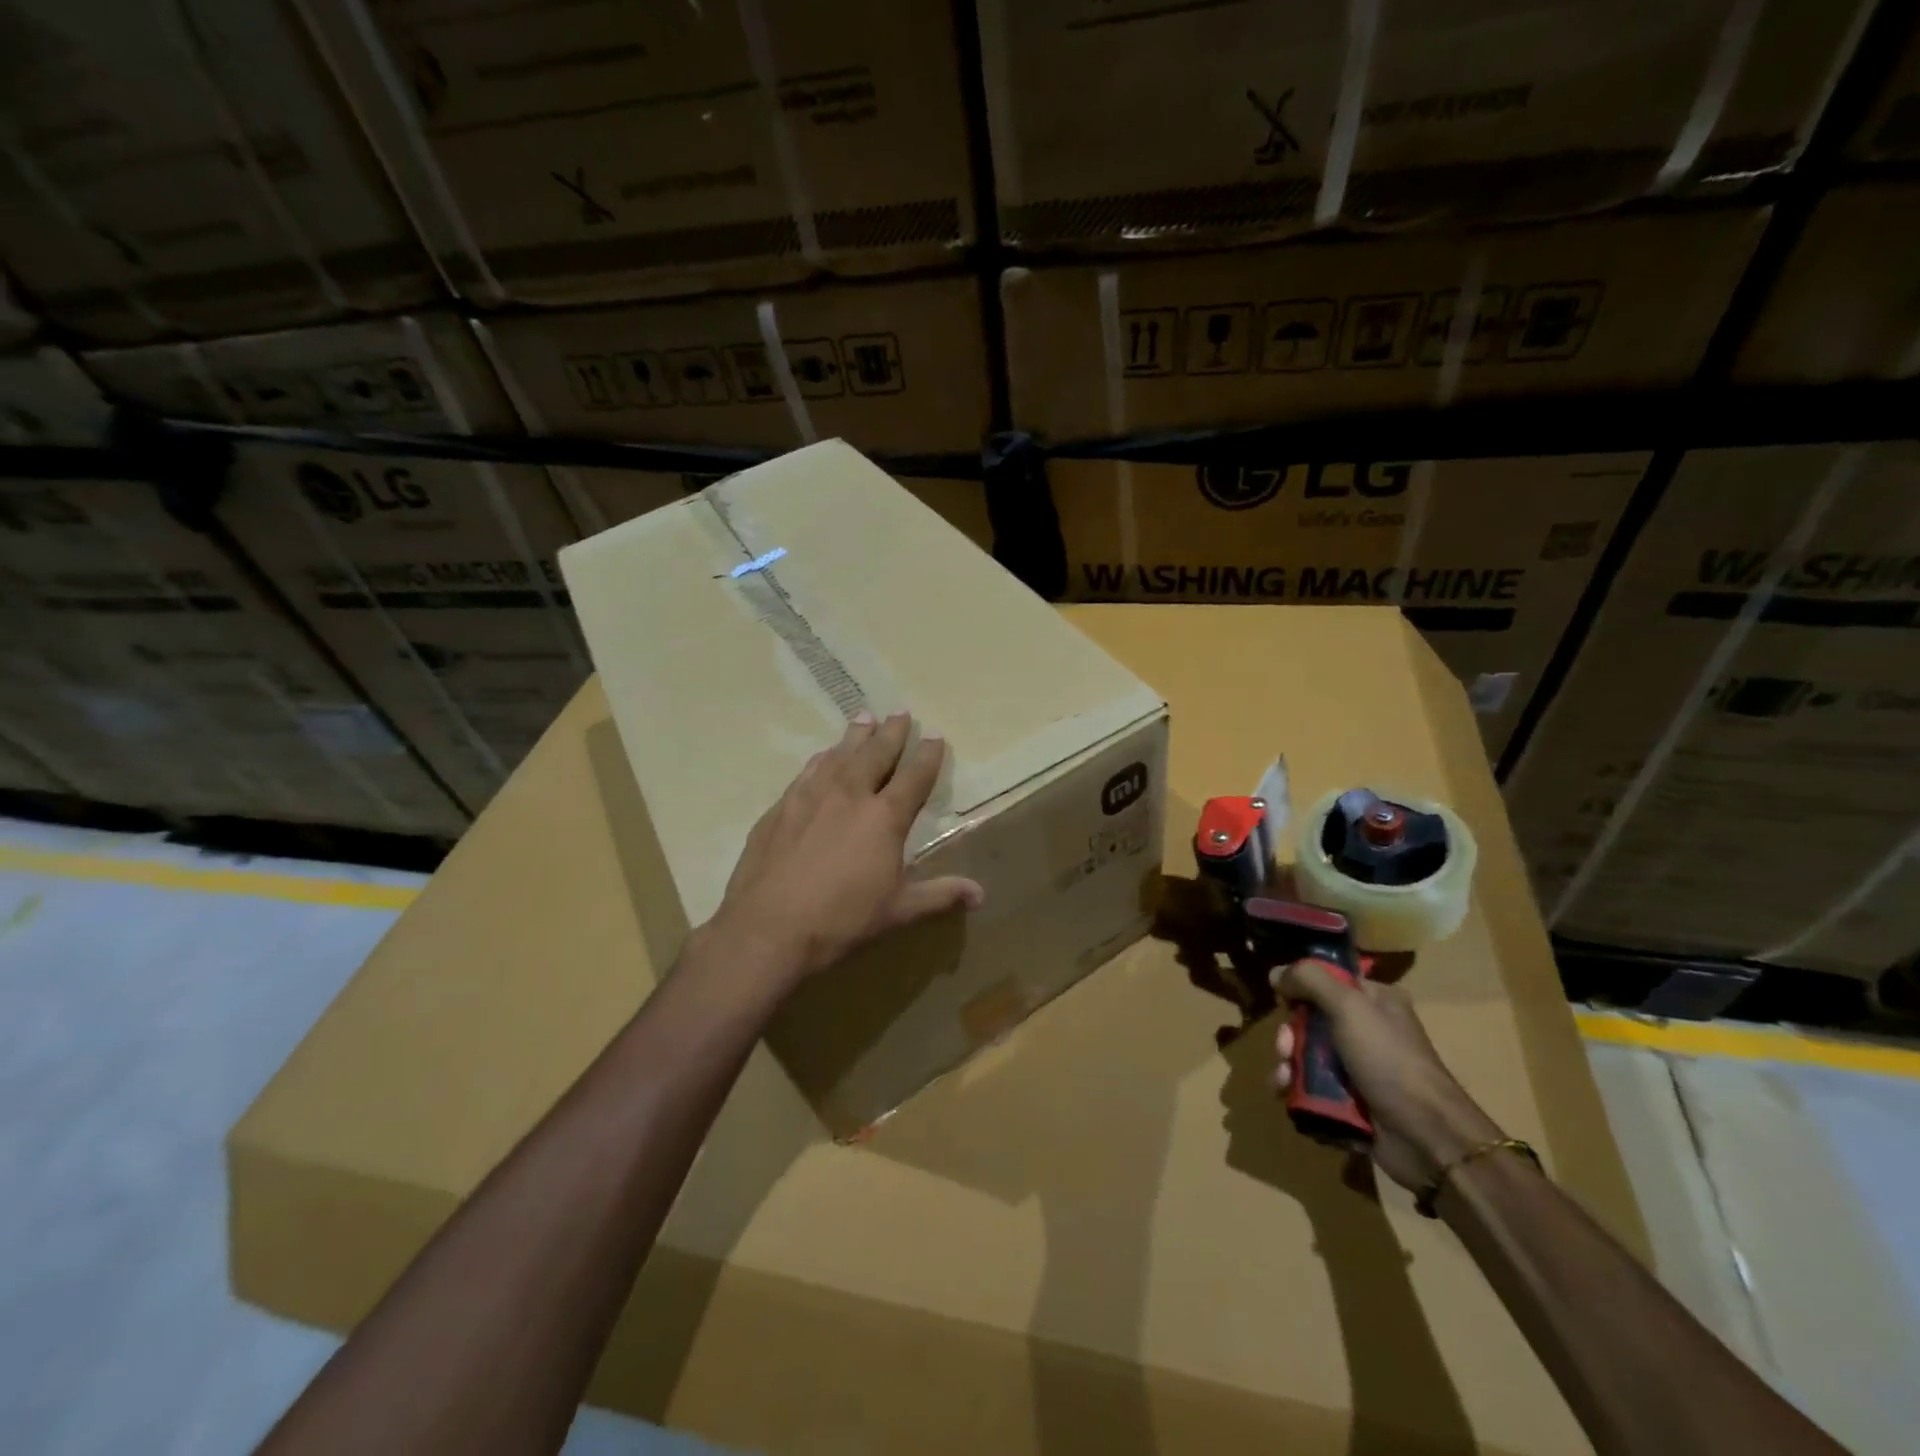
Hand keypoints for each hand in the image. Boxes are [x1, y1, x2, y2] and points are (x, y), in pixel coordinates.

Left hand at [703, 711, 983, 996]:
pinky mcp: (781, 808)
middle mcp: (850, 796)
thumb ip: (939, 895)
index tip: (935, 736)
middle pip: (875, 754)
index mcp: (884, 818)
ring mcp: (811, 797)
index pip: (914, 777)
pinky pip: (808, 772)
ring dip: (855, 735)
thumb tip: (980, 894)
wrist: (768, 928)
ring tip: (864, 716)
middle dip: (891, 733)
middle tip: (900, 712)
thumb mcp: (898, 911)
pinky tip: (823, 755)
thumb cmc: (842, 920)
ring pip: (839, 755)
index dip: (928, 756)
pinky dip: (822, 758)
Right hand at [1269, 959, 1504, 1192]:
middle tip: (1286, 1050)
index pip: (1328, 982)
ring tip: (1284, 1081)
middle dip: (1290, 1037)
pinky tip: (1289, 1097)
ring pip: (1306, 1058)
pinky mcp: (1352, 1102)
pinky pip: (1312, 1089)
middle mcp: (1367, 1031)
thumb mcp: (1349, 1006)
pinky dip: (1297, 1093)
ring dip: (1287, 1067)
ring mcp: (1359, 1069)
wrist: (1426, 1137)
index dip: (1301, 990)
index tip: (1285, 1002)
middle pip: (1310, 1022)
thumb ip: (1309, 980)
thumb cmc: (1389, 1060)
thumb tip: (1275, 973)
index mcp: (1375, 1001)